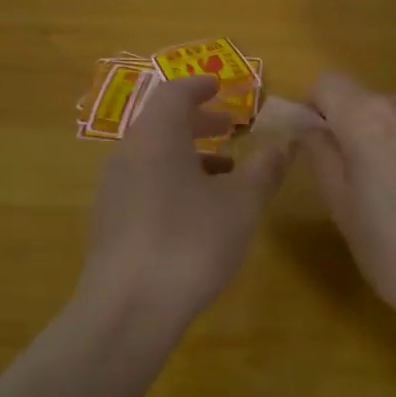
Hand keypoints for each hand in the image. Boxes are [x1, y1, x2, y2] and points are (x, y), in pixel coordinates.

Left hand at [80, 75, 292, 318]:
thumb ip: (264, 171)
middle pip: (161, 124)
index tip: (221, 86)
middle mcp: (127, 154)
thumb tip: (285, 145)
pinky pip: (143, 184)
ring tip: (224, 173)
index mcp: (156, 136)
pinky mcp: (109, 223)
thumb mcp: (241, 205)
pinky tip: (196, 213)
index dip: (199, 86)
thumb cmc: (190, 243)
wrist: (127, 310)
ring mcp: (113, 190)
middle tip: (231, 128)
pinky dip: (171, 181)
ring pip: (152, 156)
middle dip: (198, 122)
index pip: (174, 93)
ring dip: (187, 155)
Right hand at [303, 71, 395, 317]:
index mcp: (369, 117)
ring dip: (395, 140)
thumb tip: (310, 126)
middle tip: (363, 183)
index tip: (319, 145)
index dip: (316, 109)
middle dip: (358, 131)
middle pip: (368, 102)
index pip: (328, 83)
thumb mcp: (342, 208)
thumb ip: (322, 155)